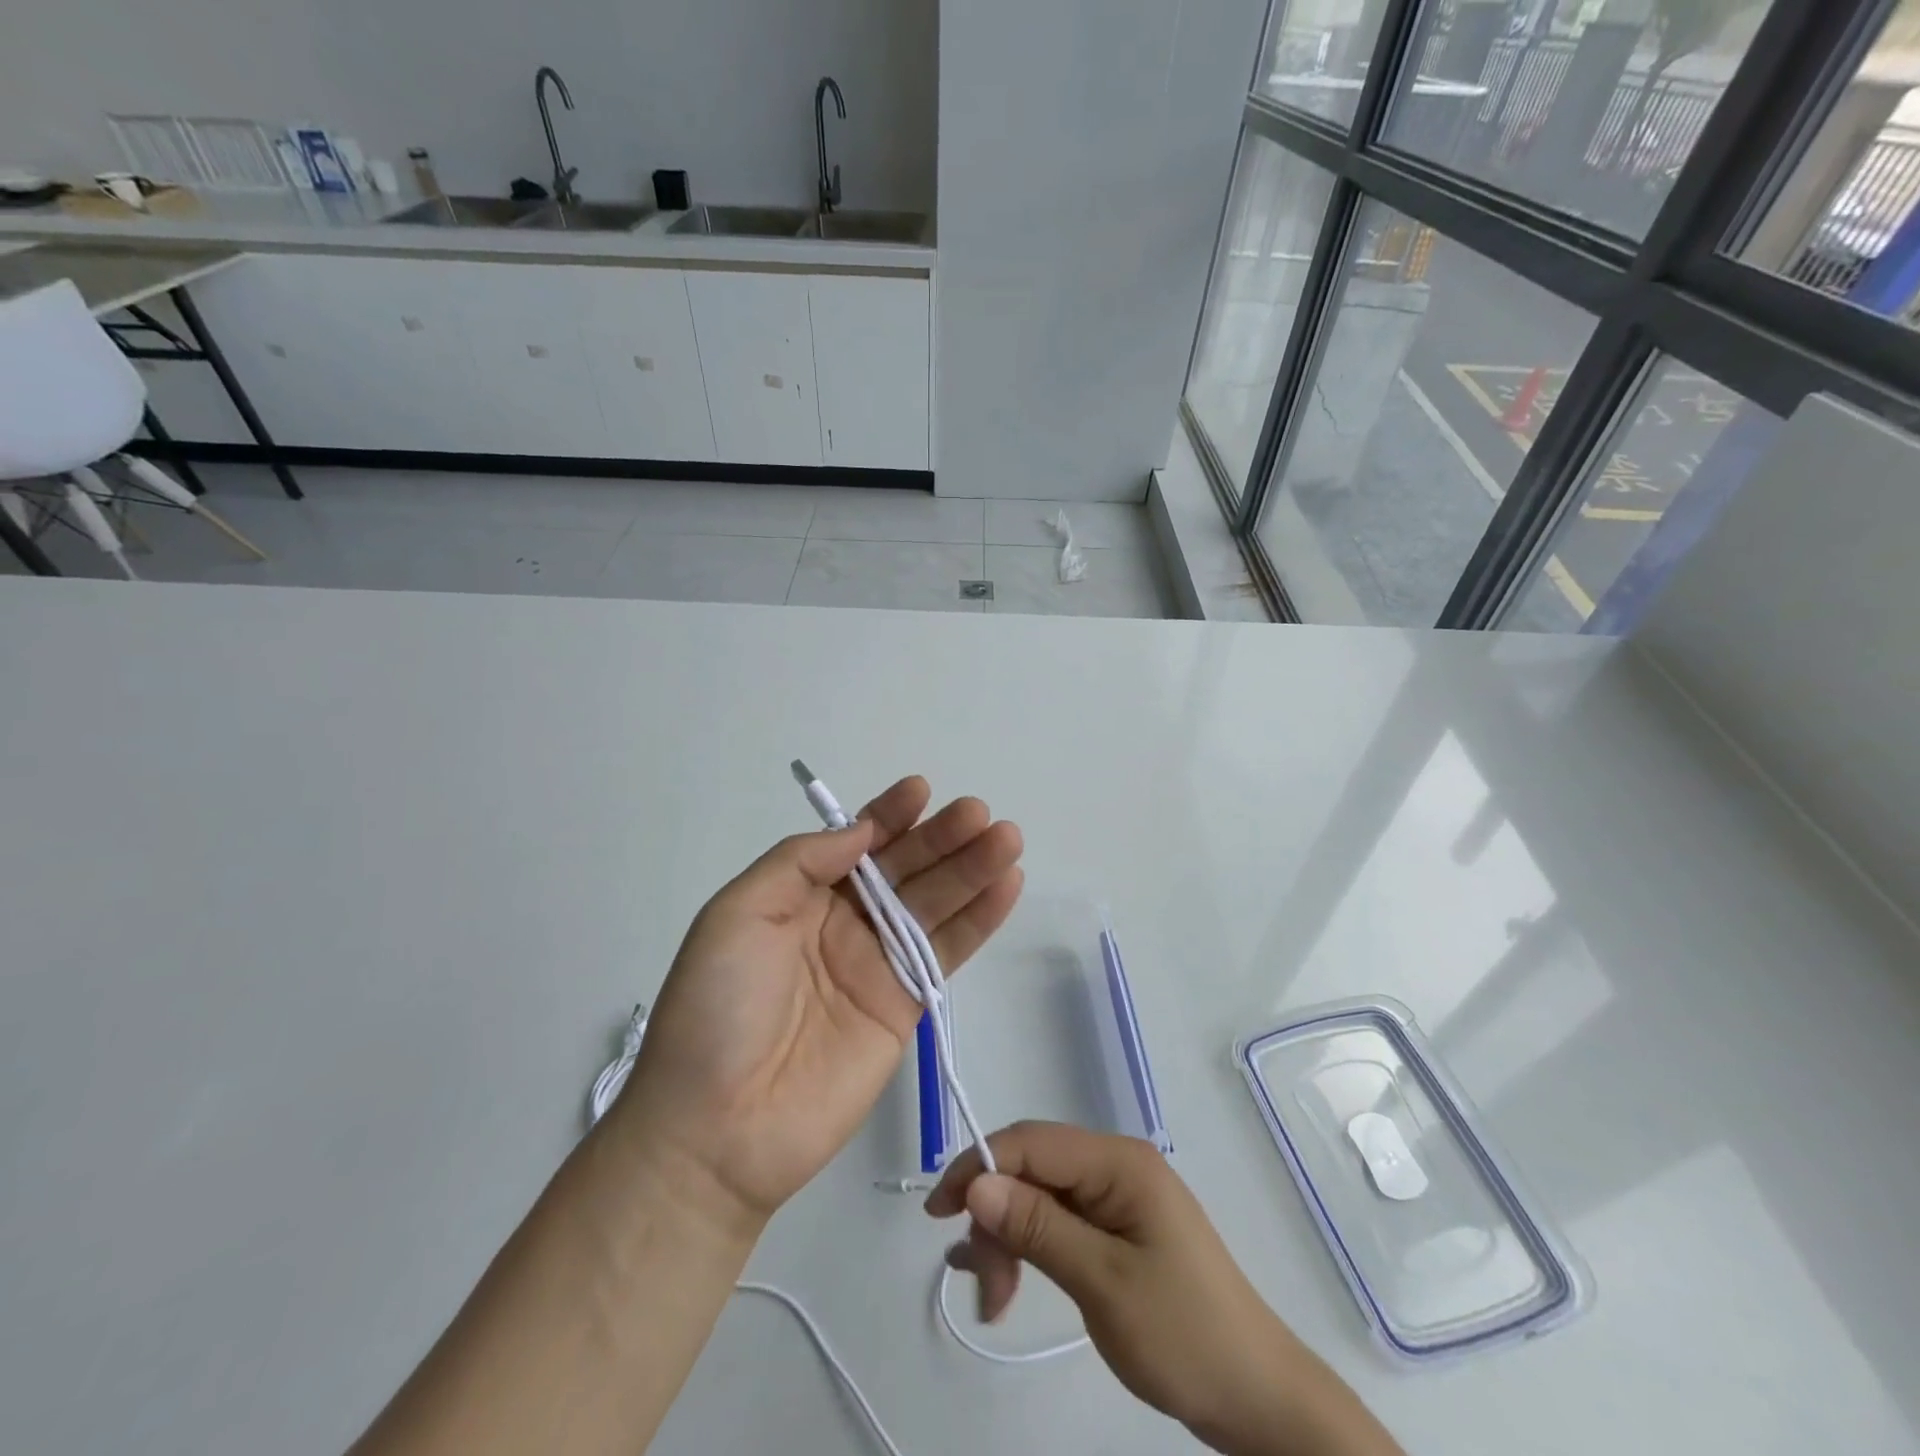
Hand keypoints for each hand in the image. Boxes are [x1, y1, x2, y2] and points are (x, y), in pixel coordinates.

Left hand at [610, 777, 1022, 1233]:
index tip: (923, 790)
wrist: (717, 1129)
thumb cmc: (716, 1008)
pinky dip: (980, 919)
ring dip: (972, 870)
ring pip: (935, 905)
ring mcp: (878, 964)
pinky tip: (1007, 885)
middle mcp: (843, 922)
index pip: (855, 844)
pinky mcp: (906, 1005)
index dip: (889, 815)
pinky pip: (948, 952)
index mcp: (799, 896)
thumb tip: (861, 832)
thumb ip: (800, 863)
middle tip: (980, 813)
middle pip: (904, 870)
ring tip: (1007, 838)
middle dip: (942, 838)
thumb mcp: (737, 914)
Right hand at [926, 1123, 1402, 1455]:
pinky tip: (1001, 1280)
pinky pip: (1056, 1221)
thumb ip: (1038, 1227)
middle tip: (982, 1288)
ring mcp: (1115, 1197)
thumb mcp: (1103, 1283)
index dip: (978, 1166)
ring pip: (1038, 1197)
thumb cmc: (1184, 1335)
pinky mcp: (1115, 1229)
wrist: (1257, 1398)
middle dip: (995, 1218)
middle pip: (1031, 1170)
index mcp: (1117, 1161)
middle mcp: (1113, 1166)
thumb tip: (976, 1183)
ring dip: (1008, 1240)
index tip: (939, 1214)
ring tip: (994, 1302)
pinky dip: (1027, 1247)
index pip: (1030, 1142)